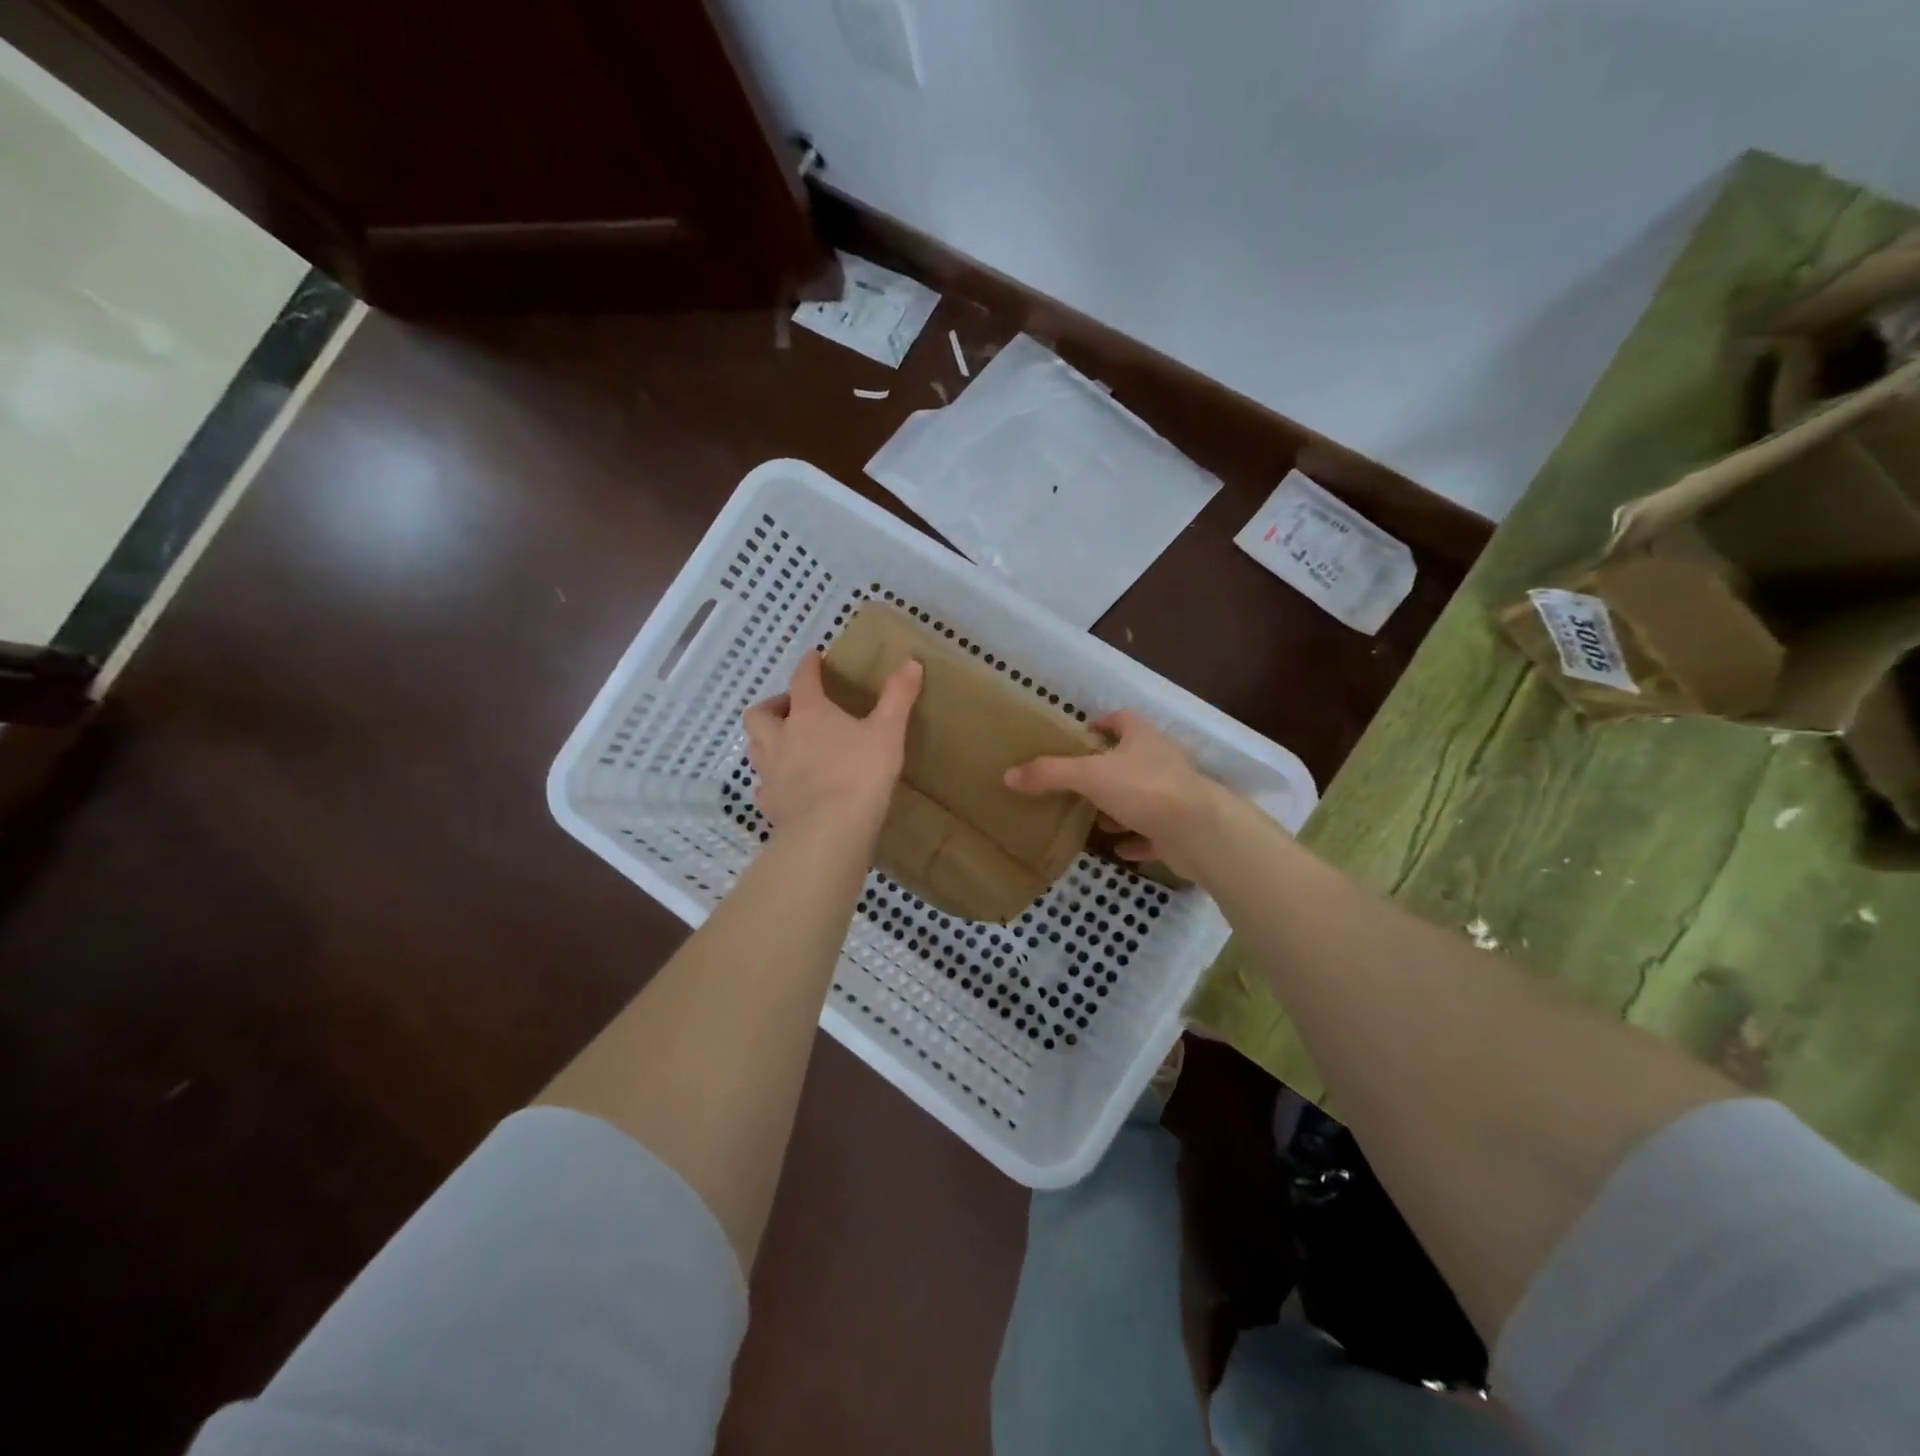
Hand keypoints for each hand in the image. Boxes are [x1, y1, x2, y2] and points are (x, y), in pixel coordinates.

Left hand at [744, 651, 922, 841]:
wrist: (830, 830)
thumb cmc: (860, 774)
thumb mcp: (888, 732)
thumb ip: (898, 697)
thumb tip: (911, 662)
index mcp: (809, 714)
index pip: (802, 679)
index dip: (808, 666)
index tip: (813, 657)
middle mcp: (781, 737)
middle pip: (760, 713)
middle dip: (773, 705)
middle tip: (792, 709)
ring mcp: (770, 772)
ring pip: (755, 747)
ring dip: (767, 740)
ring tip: (787, 745)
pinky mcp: (770, 803)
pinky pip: (764, 785)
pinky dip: (773, 780)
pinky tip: (788, 787)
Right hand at [1004, 709, 1227, 876]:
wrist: (1199, 831)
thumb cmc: (1144, 789)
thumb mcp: (1089, 776)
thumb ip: (1049, 773)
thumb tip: (1009, 775)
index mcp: (1143, 738)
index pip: (1122, 719)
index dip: (1102, 724)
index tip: (1082, 734)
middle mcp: (1161, 761)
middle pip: (1130, 759)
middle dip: (1105, 770)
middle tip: (1076, 782)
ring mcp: (1173, 796)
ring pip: (1142, 797)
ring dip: (1119, 807)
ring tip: (1092, 818)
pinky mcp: (1179, 829)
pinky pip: (1152, 832)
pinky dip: (1136, 839)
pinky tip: (1118, 849)